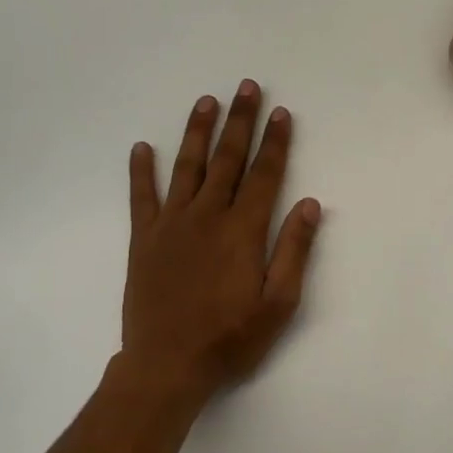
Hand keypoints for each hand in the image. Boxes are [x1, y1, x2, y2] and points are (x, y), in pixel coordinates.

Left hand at [121, 81, 322, 404]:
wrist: (167, 365)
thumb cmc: (230, 338)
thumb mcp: (279, 303)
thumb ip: (294, 250)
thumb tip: (310, 204)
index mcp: (243, 230)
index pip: (265, 175)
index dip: (275, 142)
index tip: (282, 113)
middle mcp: (207, 216)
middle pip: (227, 159)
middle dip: (239, 121)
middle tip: (246, 88)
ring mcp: (171, 225)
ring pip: (186, 167)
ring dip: (197, 132)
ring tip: (206, 102)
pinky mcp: (144, 240)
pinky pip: (142, 197)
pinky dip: (141, 171)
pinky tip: (141, 147)